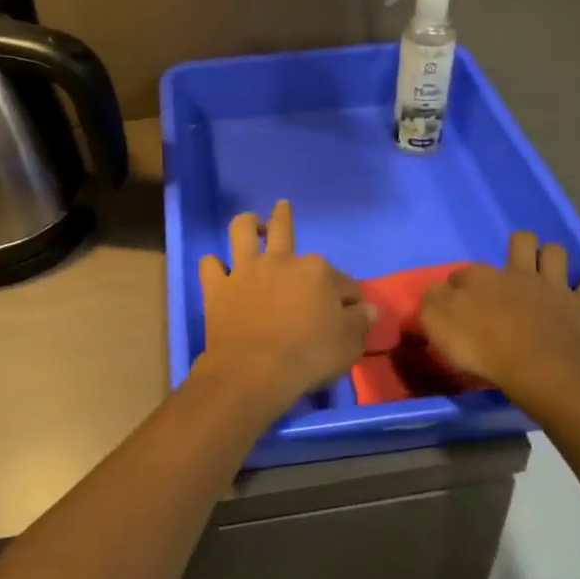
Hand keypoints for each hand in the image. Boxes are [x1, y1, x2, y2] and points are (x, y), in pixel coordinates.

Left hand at [197, 200, 371, 411]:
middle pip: (284, 229)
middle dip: (284, 216)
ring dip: (247, 224)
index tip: (350, 310)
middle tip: (282, 207)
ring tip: (251, 223)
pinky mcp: (218, 287)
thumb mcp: (348, 344)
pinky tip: (217, 269)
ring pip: (242, 231)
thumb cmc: (308, 357)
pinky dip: (213, 266)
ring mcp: (246, 271)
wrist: (254, 371)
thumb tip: (369, 308)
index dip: (348, 295)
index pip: (341, 280)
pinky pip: (210, 266)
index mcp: (316, 272)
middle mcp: (280, 261)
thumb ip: (360, 322)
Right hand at [419, 232, 579, 407]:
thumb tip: (436, 291)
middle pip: (520, 242)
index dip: (460, 284)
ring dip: (553, 258)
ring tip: (549, 273)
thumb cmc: (485, 351)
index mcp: (481, 279)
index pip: (464, 272)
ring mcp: (555, 287)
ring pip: (556, 253)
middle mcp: (518, 273)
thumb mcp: (439, 328)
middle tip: (513, 269)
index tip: (457, 301)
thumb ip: (433, 304)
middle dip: (518, 247)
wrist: (540, 370)